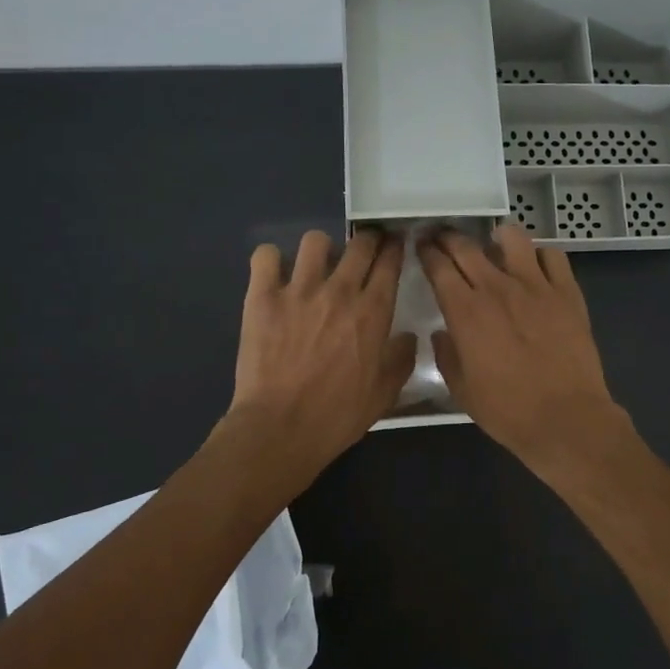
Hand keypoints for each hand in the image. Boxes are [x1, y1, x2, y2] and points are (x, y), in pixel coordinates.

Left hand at [226, 228, 416, 479]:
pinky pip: (266, 256)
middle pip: (360, 244)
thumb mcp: (385, 394)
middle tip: (364, 250)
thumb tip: (407, 337)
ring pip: (315, 240)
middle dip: (367, 240)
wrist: (281, 428)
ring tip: (317, 265)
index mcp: (373, 312)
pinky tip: (275, 275)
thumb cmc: (338, 415)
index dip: (395, 248)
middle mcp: (340, 291)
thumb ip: (400, 359)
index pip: (390, 262)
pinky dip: (271, 260)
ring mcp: (299, 290)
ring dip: (321, 249)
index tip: (395, 245)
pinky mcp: (262, 297)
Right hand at [417, 223, 626, 467]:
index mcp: (465, 311)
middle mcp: (497, 288)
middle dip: (449, 237)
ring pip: (513, 238)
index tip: (422, 246)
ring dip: (497, 236)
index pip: (438, 266)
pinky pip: (553, 256)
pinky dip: (540, 255)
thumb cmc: (508, 410)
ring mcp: (536, 286)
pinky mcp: (567, 292)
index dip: (427, 252)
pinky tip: (536, 266)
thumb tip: (441, 333)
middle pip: (467, 246)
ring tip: (494, 242)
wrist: (566, 418)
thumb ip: (446, 355)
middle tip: (444, 237)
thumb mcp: (461, 390)